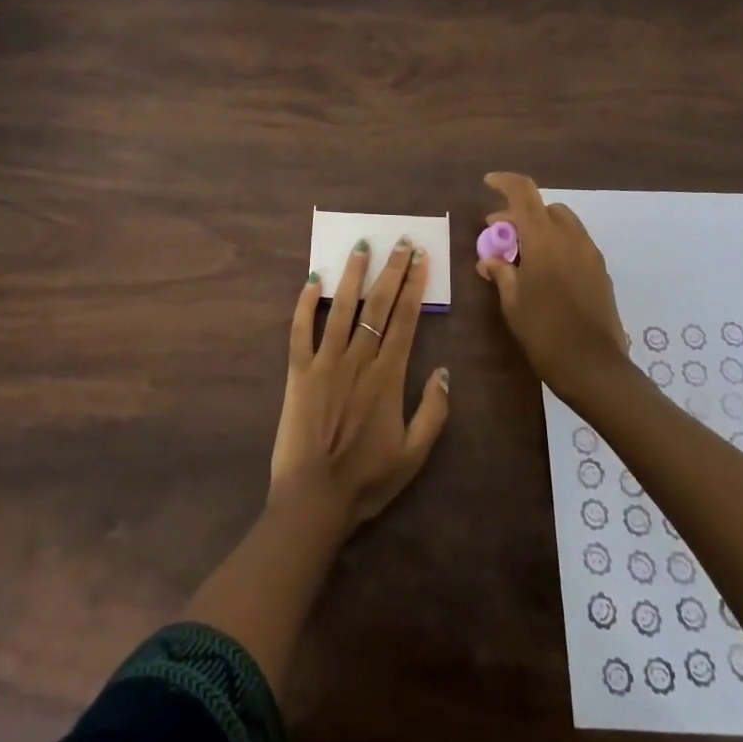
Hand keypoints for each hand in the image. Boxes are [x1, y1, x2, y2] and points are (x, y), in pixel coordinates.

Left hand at [269, 238, 450, 531]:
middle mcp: (358, 359)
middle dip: (392, 270)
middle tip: (401, 241)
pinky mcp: (298, 371)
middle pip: (378, 305)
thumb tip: (444, 371)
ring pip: (341, 308)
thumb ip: (433, 412)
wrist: (314, 500)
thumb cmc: (367, 480)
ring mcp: (325, 362)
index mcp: (387, 376)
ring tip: (361, 246)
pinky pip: (300, 330)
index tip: (421, 259)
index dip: (414, 286)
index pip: (405, 319)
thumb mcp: (414, 455)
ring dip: (352, 275)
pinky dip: (305, 304)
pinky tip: (312, 280)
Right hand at [477, 172, 629, 401]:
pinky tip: (545, 272)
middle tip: (499, 236)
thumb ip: (501, 272)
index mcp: (544, 238)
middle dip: (520, 214)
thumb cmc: (544, 332)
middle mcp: (570, 238)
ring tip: (522, 255)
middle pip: (544, 207)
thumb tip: (490, 259)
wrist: (595, 368)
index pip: (523, 193)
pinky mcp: (601, 272)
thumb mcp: (512, 302)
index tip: (488, 183)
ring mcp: (590, 254)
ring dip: (540, 228)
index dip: (504, 182)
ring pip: (563, 223)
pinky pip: (575, 243)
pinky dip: (557, 244)